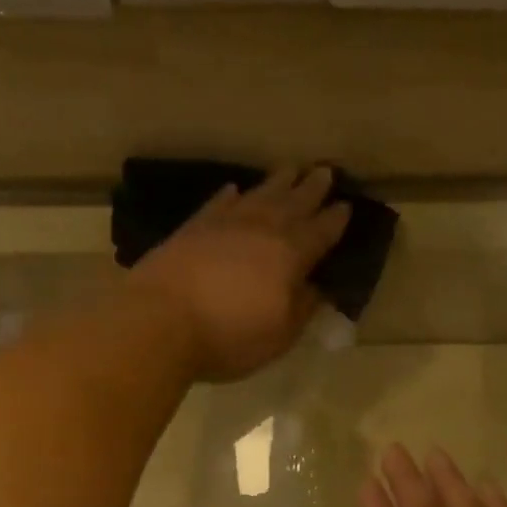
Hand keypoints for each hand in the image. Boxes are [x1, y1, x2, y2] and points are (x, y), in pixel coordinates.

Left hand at [126, 166, 351, 382]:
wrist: (160, 322)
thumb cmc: (228, 337)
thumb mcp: (278, 336)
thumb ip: (302, 309)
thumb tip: (317, 289)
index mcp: (290, 255)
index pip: (321, 232)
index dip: (335, 221)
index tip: (347, 206)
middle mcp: (261, 229)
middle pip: (293, 202)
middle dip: (312, 189)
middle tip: (325, 172)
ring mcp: (224, 224)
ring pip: (259, 194)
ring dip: (277, 182)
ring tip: (290, 169)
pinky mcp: (192, 228)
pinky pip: (219, 203)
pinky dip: (231, 195)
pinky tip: (235, 190)